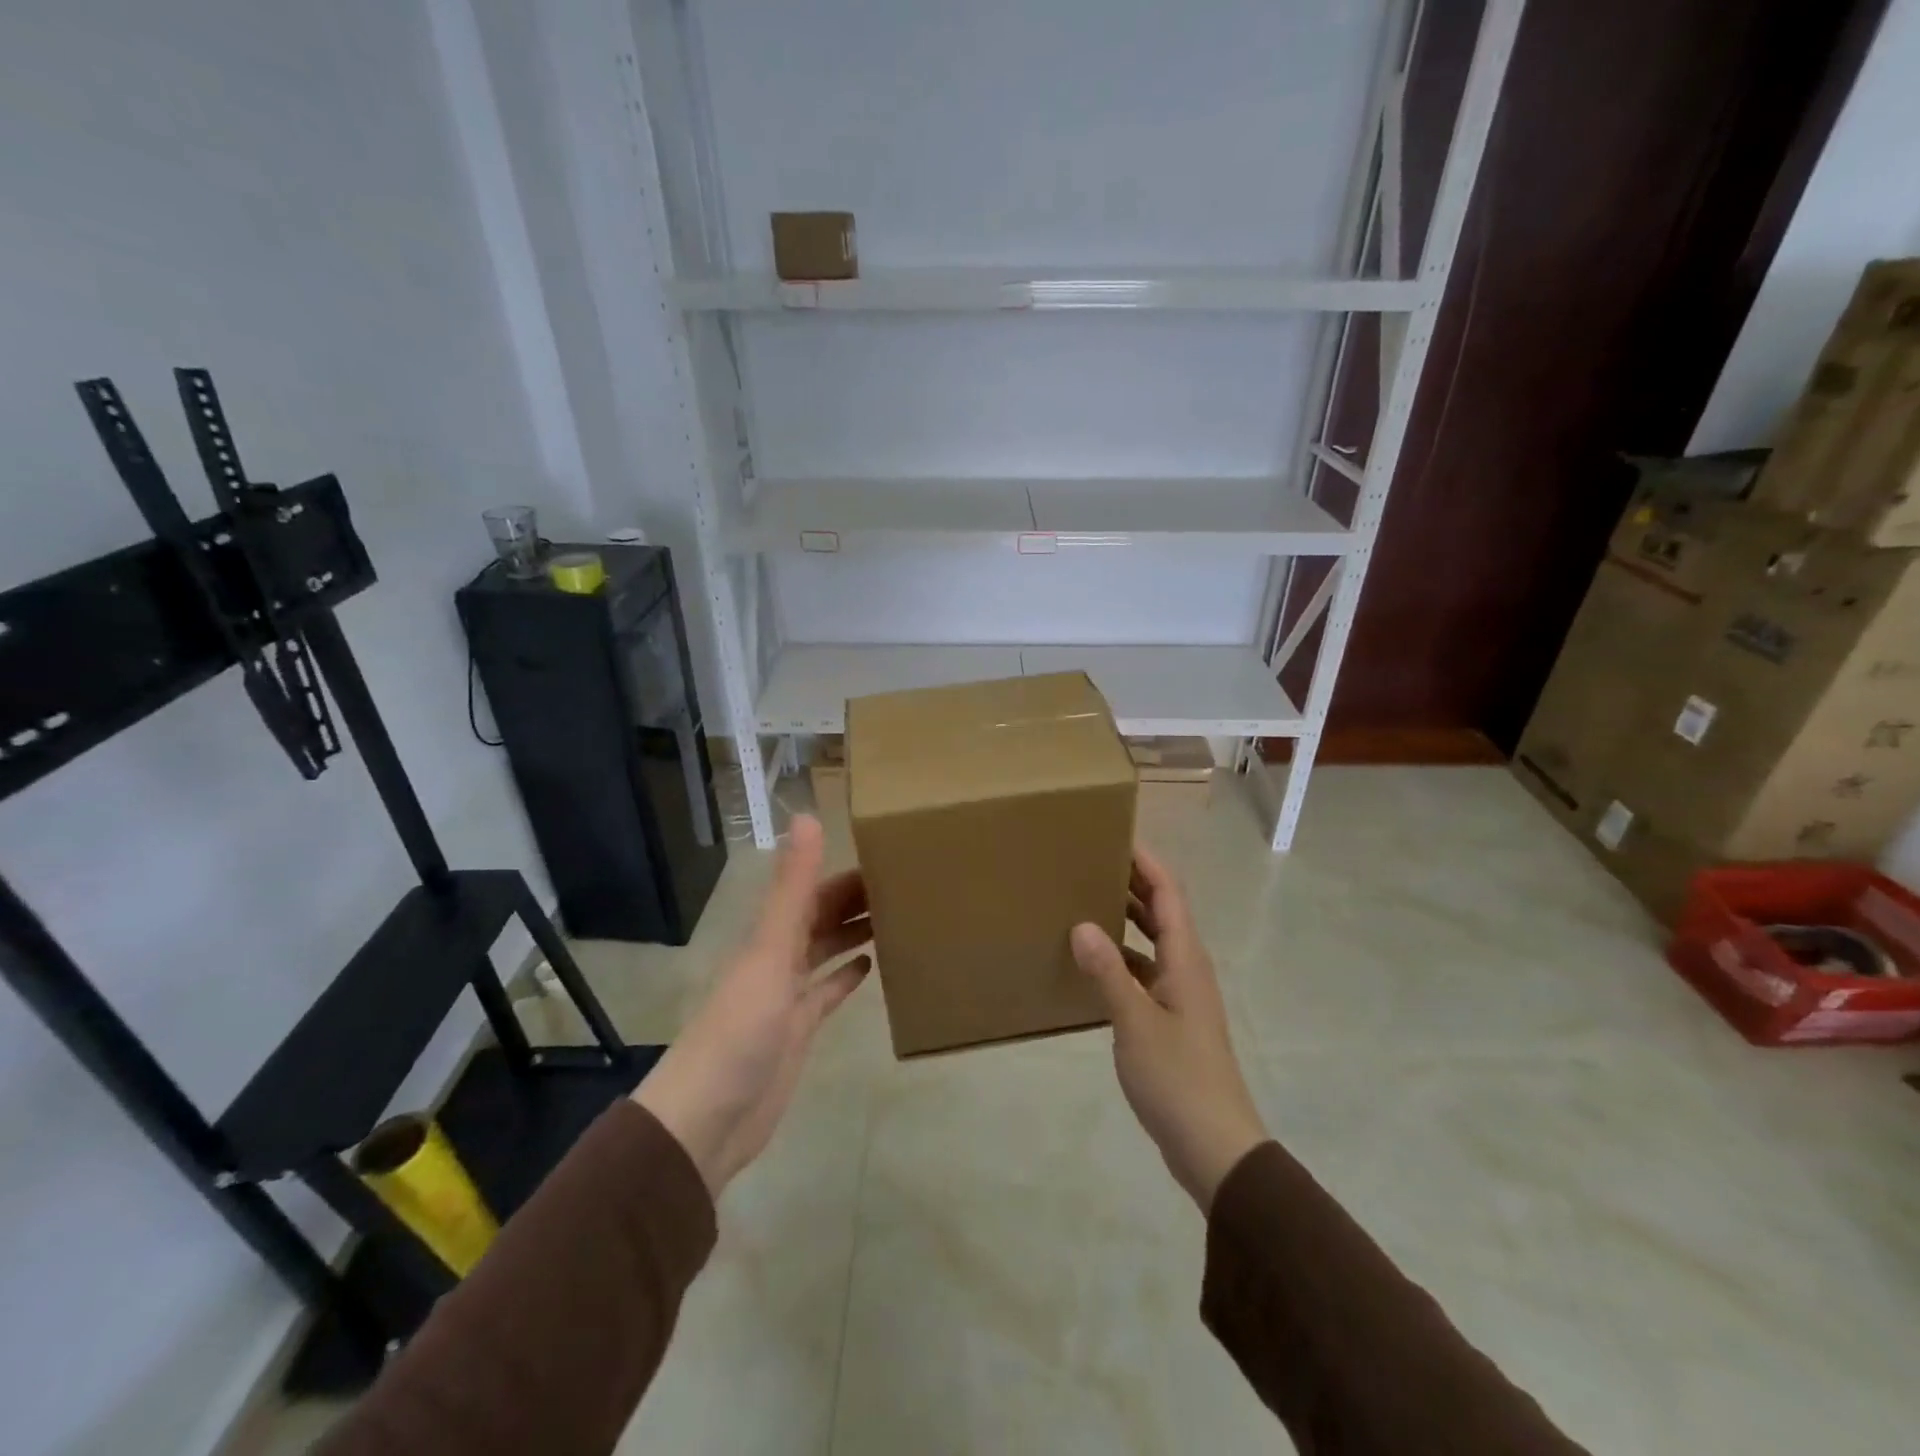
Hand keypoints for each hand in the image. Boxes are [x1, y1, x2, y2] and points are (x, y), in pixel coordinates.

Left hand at [634, 815, 871, 1197]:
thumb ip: (792, 887)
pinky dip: (846, 976)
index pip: (813, 890)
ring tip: (897, 916)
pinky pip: (827, 992)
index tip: (888, 855)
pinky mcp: (798, 1030)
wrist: (710, 1117)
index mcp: (771, 935)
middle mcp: (778, 957)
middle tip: (906, 885)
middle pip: (821, 917)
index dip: (845, 872)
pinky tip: (871, 966)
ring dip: (854, 932)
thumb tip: (805, 815)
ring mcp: (788, 995)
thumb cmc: (741, 1026)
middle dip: (856, 899)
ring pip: (826, 950)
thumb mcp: (770, 950)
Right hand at [1071, 845, 1267, 1211]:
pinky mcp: (1170, 1020)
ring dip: (1126, 918)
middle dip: (1132, 882)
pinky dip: (1121, 956)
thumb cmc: (1178, 1077)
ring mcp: (1179, 995)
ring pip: (1152, 941)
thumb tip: (1081, 924)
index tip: (1115, 835)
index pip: (1168, 894)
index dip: (1146, 862)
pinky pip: (1144, 971)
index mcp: (1185, 959)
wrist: (1215, 1145)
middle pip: (1162, 911)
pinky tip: (1093, 961)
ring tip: (1085, 899)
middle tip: (1090, 861)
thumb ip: (1108, 973)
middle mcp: (1186, 968)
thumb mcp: (1135, 1023)